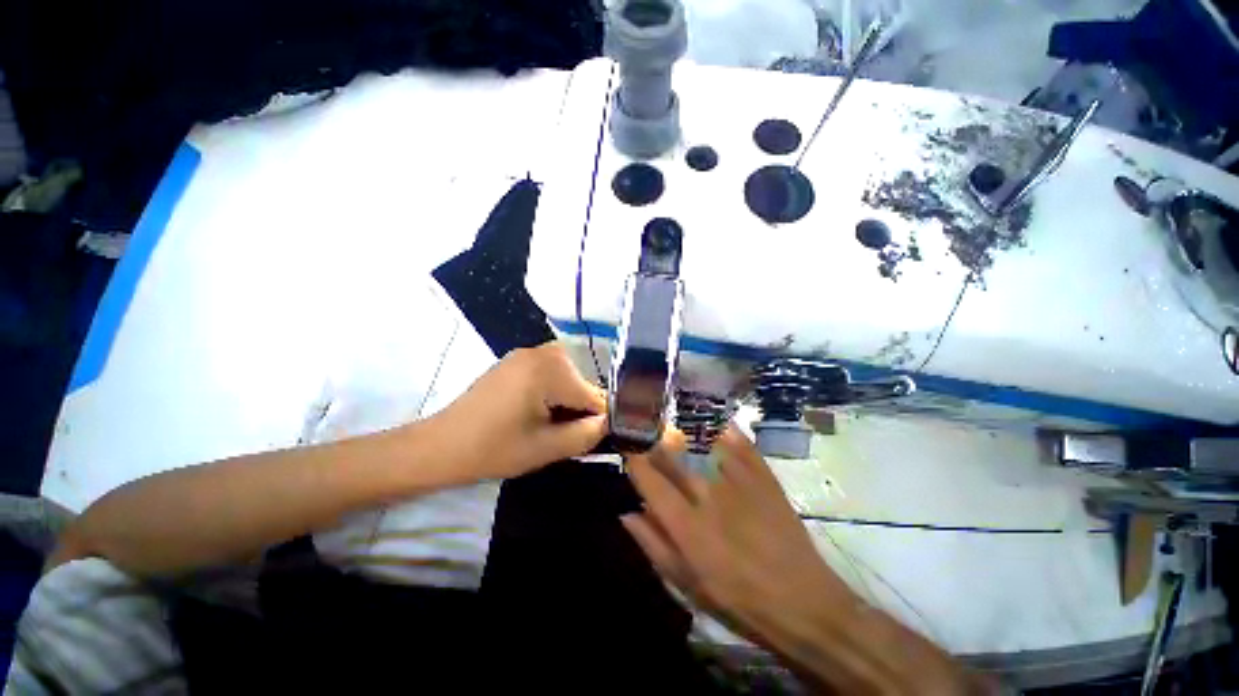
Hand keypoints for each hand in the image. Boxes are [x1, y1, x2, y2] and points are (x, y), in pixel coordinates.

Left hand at [427, 342, 607, 482]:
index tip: (591, 441)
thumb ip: (587, 435)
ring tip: (553, 426)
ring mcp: (528, 353)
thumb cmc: (493, 449)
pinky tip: (540, 412)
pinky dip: (555, 392)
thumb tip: (609, 422)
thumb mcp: (546, 448)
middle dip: (581, 409)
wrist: (441, 445)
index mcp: (549, 370)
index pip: (594, 395)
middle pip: (582, 383)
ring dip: (569, 402)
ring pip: (569, 378)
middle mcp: (543, 352)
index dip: (597, 420)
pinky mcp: (518, 360)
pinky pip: (552, 373)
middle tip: (565, 435)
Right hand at [623, 427, 988, 694]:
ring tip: (672, 420)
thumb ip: (653, 544)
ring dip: (682, 430)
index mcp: (685, 524)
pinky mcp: (763, 475)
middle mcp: (708, 494)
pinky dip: (722, 428)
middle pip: (672, 456)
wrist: (802, 602)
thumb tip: (627, 511)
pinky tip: (714, 421)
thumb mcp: (686, 584)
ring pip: (701, 442)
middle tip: (646, 430)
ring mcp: (738, 480)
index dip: (634, 456)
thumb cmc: (737, 599)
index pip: (649, 479)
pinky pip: (737, 441)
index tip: (626, 443)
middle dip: (654, 440)